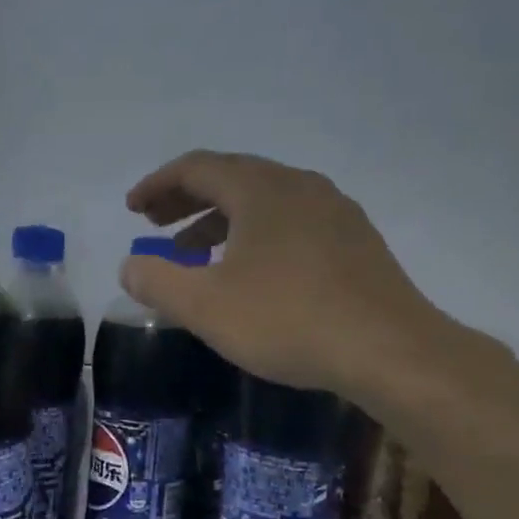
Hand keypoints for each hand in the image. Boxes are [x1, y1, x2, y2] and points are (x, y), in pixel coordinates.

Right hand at [122, 150, 453, 397]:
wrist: (390, 350)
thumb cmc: (288, 320)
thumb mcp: (205, 307)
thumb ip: (157, 282)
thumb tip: (129, 266)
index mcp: (261, 189)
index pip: (196, 167)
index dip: (158, 185)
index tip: (133, 208)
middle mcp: (299, 186)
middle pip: (231, 178)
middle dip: (187, 200)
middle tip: (155, 226)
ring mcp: (334, 211)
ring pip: (264, 201)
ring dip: (221, 220)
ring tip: (195, 254)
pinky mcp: (355, 241)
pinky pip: (291, 222)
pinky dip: (256, 235)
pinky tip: (252, 272)